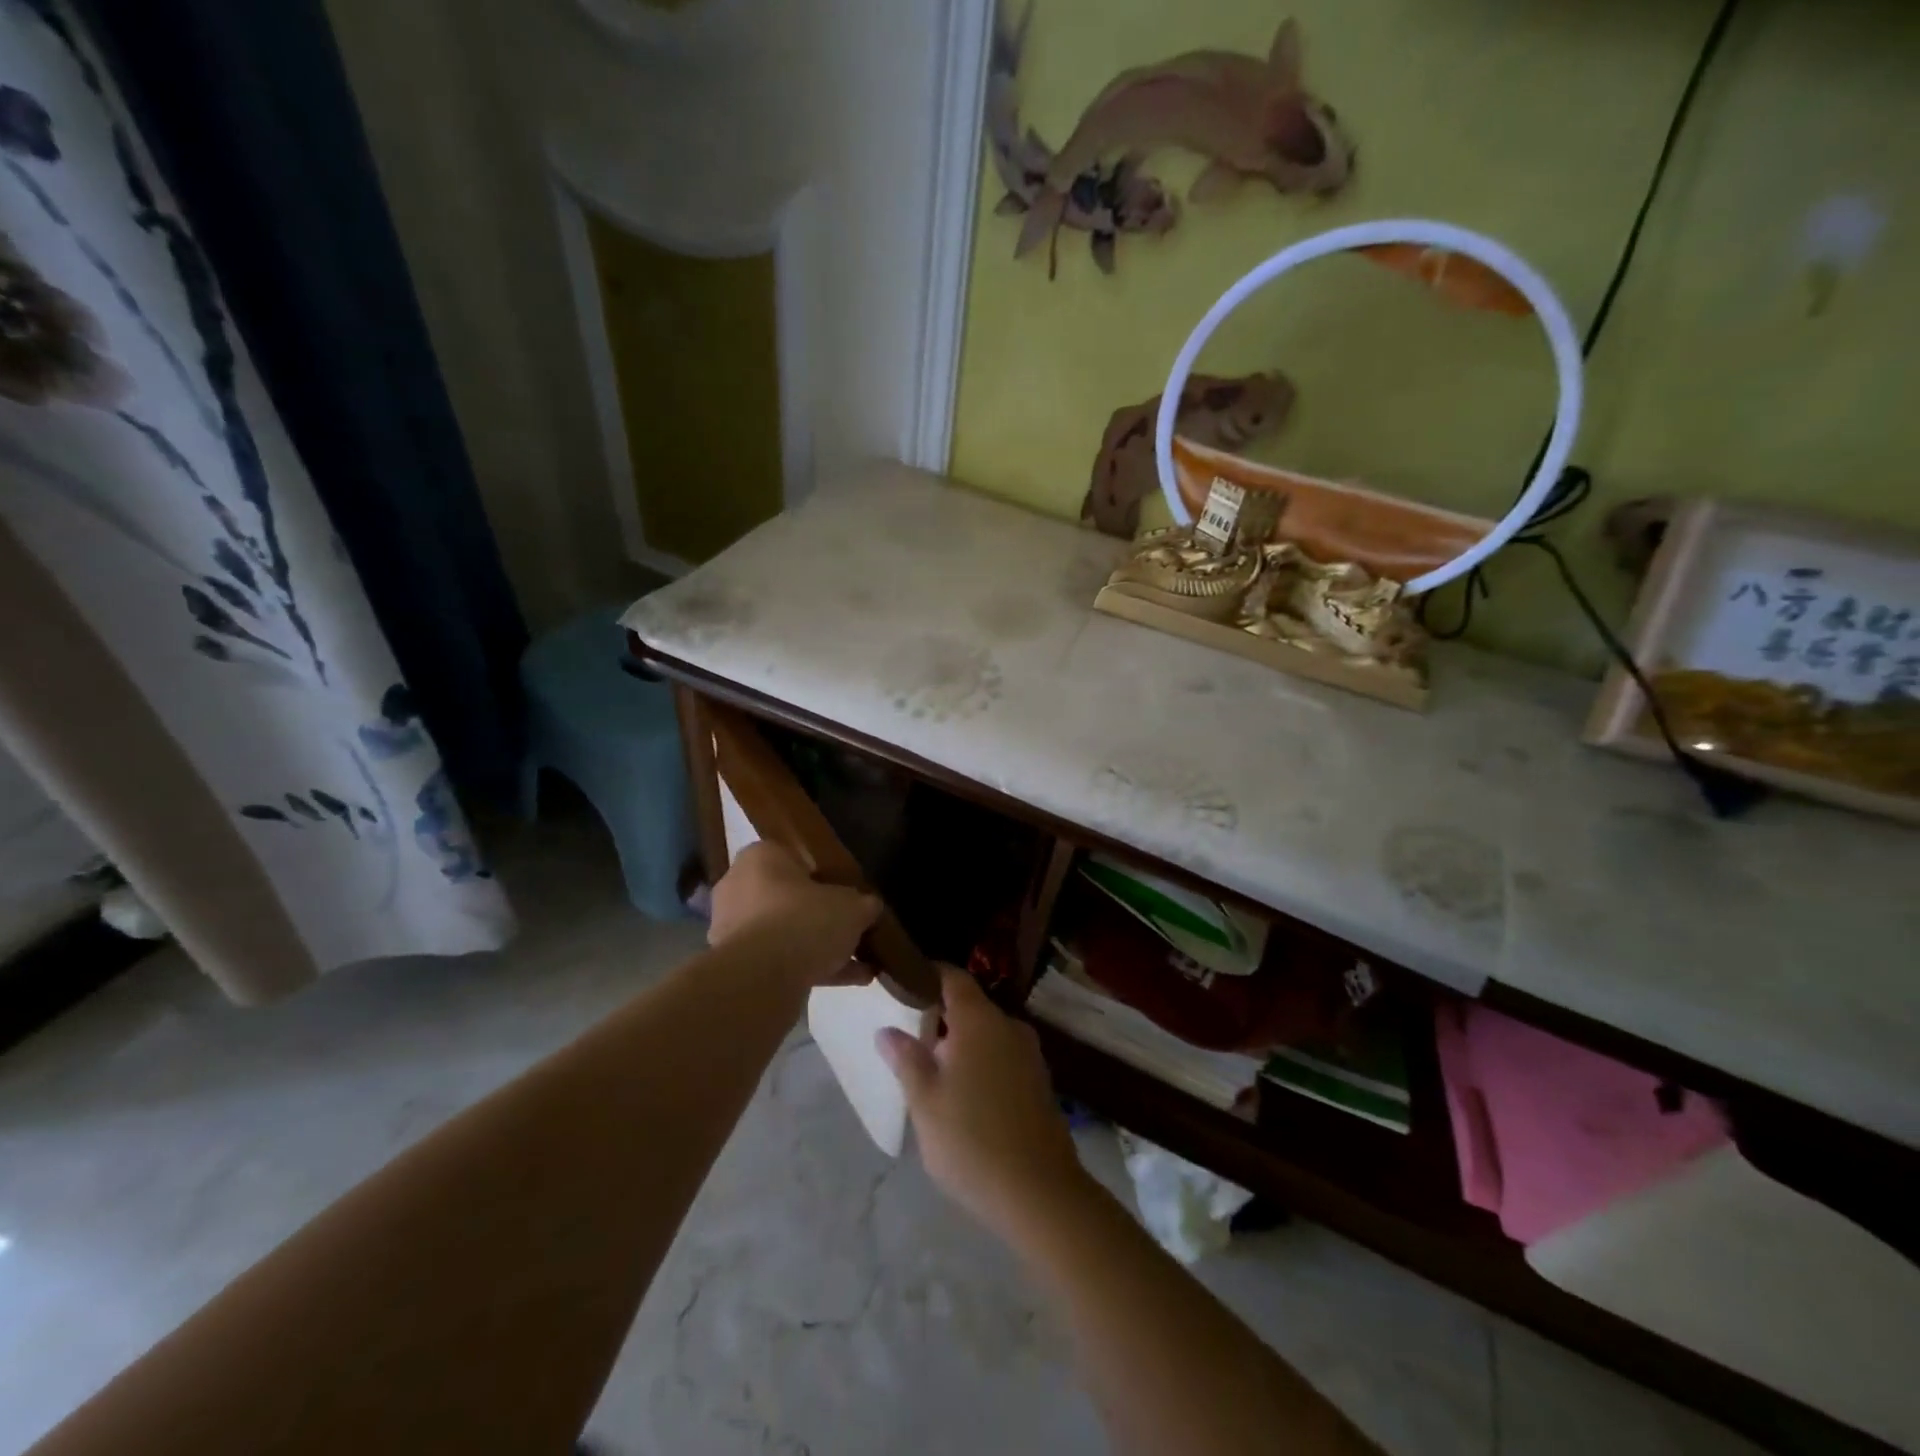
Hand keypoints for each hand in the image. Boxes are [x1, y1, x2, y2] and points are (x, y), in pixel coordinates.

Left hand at [708, 842, 880, 988]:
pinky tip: (851, 981)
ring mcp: (733, 928)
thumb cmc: (805, 920)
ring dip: (820, 947)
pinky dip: (812, 968)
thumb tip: (870, 907)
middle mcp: (739, 887)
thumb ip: (864, 904)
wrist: (762, 977)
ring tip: (861, 965)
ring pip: (785, 933)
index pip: (794, 857)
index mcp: (760, 858)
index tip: (847, 893)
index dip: (825, 875)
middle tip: (853, 928)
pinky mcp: (736, 965)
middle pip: (789, 898)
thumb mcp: (852, 907)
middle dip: (822, 916)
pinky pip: (780, 961)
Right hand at [876, 966, 1085, 1240]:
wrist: (1040, 1192)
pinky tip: (964, 1091)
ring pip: (987, 1033)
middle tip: (909, 1035)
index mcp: (979, 1020)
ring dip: (961, 1042)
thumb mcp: (925, 1101)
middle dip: (940, 1015)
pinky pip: (1002, 1055)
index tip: (903, 983)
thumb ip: (906, 1059)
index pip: (952, 977)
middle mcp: (1009, 1026)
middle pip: (970, 1006)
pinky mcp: (1039, 1081)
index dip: (927, 975)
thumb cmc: (971, 1139)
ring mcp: (1029, 1053)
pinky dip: (981, 1060)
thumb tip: (887, 1030)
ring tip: (931, 1066)